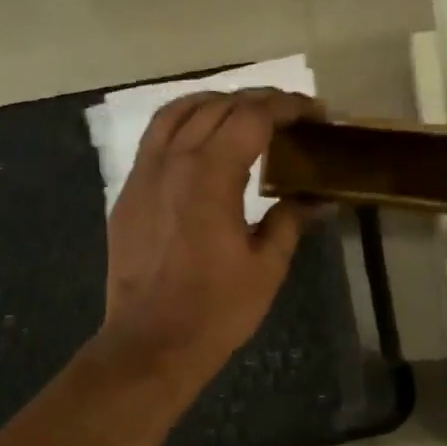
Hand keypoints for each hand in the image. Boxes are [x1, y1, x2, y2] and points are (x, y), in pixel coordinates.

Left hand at [99, 88, 323, 388]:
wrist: (150, 343)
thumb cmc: (216, 310)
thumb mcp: (266, 267)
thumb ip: (290, 221)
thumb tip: (318, 198)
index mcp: (210, 176)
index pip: (252, 117)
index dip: (288, 107)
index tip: (315, 113)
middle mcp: (173, 162)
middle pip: (217, 107)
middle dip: (258, 101)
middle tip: (290, 115)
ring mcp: (143, 175)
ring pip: (176, 112)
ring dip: (215, 103)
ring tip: (244, 114)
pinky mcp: (128, 193)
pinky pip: (155, 139)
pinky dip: (183, 124)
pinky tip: (201, 142)